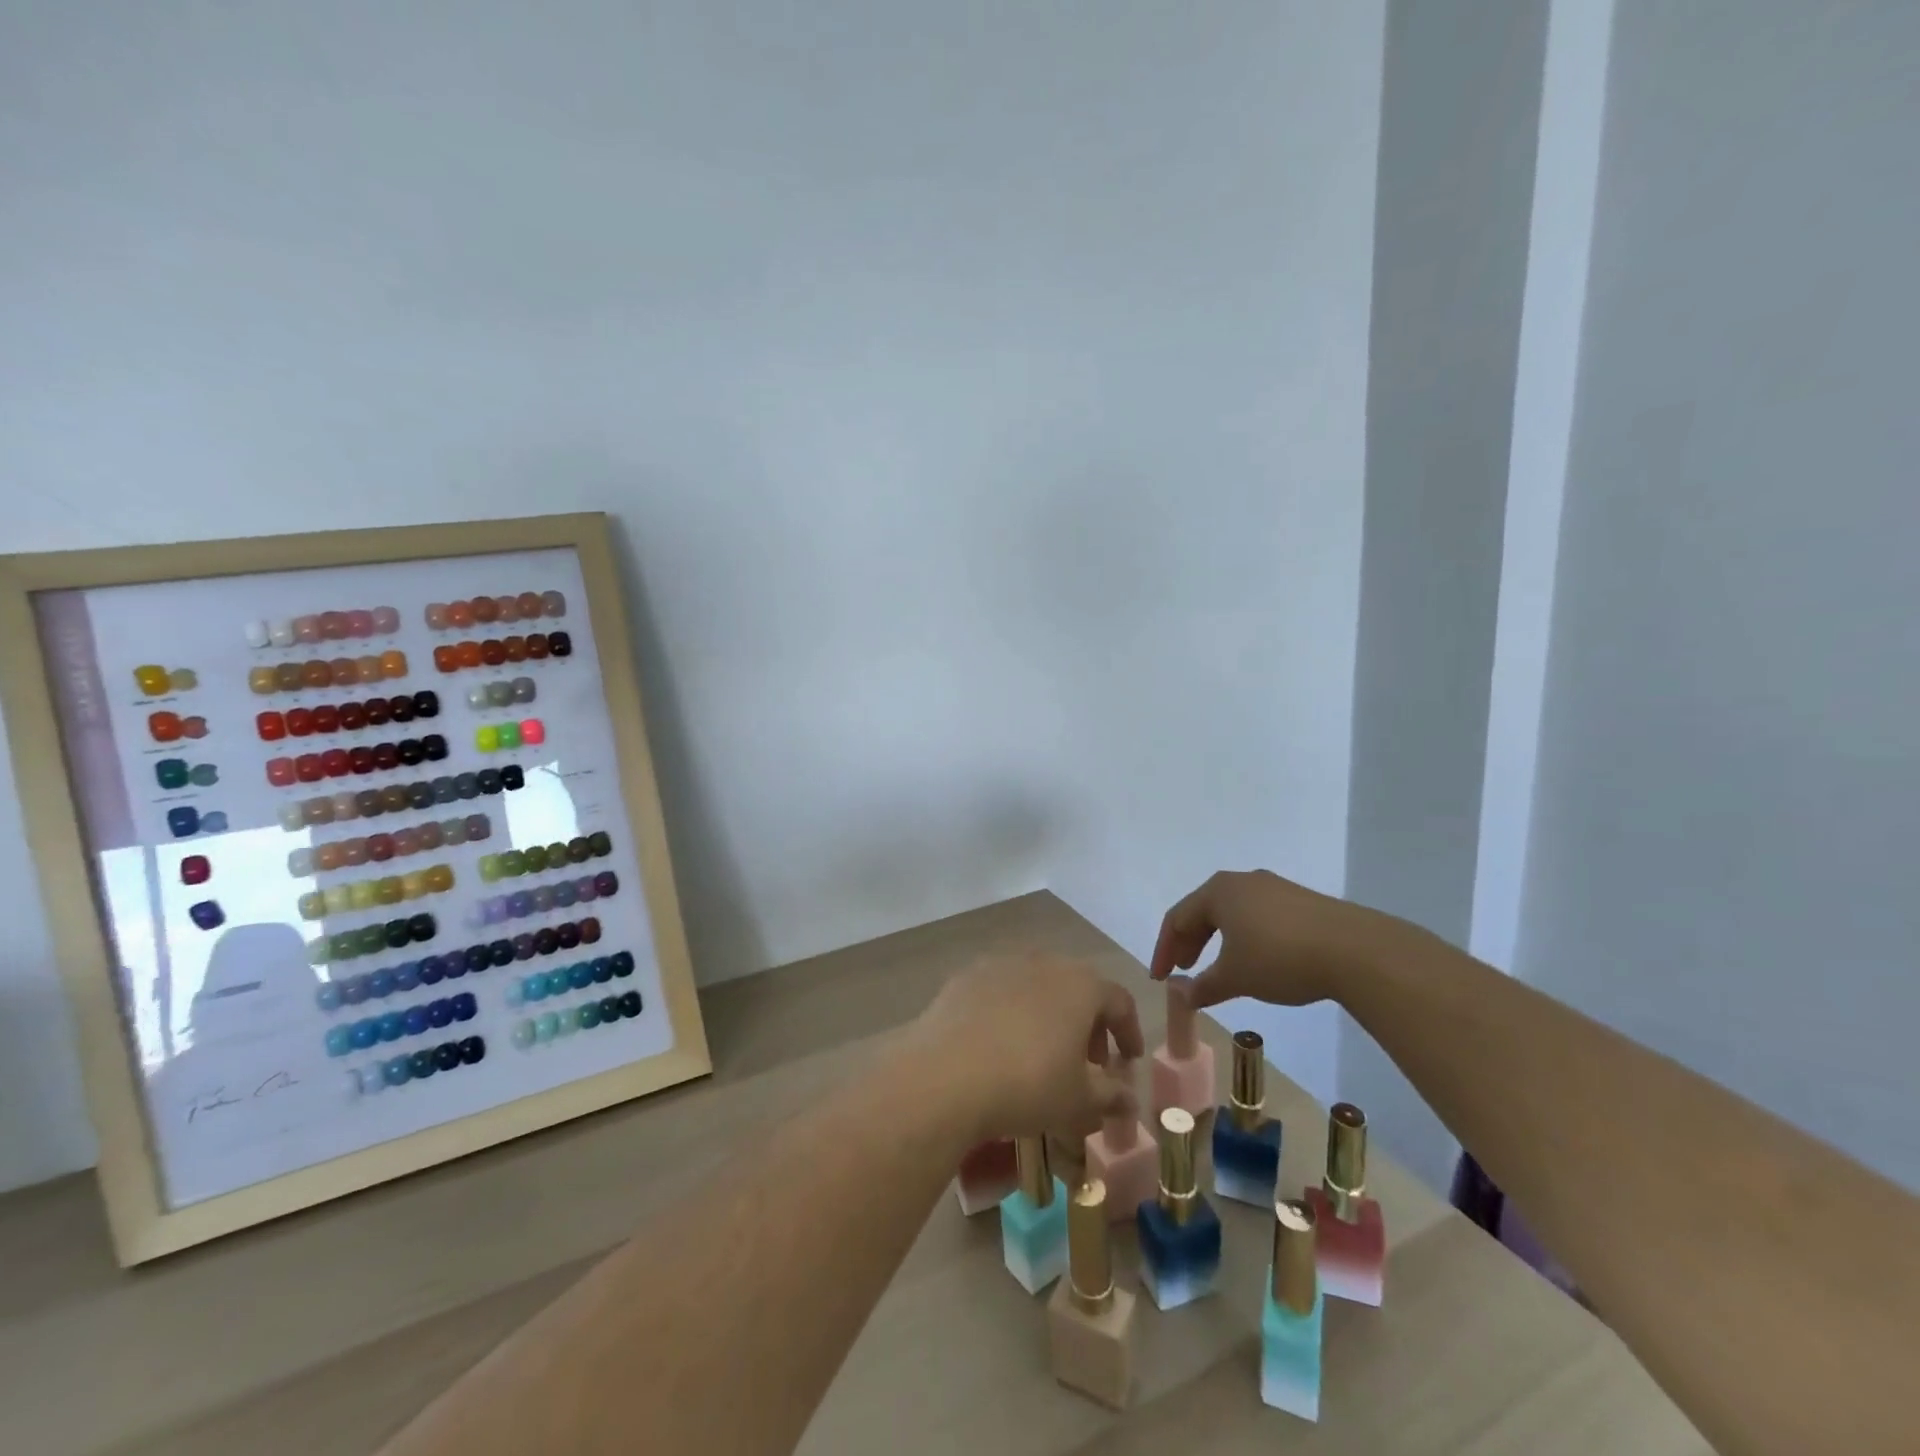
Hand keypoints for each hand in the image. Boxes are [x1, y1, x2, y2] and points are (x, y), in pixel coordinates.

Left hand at [909, 952, 1143, 1142]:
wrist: (946, 1074)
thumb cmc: (1028, 1084)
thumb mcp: (1078, 1101)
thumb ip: (1110, 1096)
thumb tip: (1129, 1099)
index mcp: (1081, 986)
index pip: (1119, 1001)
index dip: (1128, 1031)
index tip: (1127, 1060)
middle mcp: (1044, 963)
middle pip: (1077, 987)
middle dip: (1088, 1023)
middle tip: (1087, 1061)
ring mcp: (1002, 964)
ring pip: (1038, 985)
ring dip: (1049, 1014)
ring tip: (1042, 1052)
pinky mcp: (966, 976)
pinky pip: (1001, 990)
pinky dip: (1010, 1012)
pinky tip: (1000, 1043)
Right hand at [1149, 869, 1394, 1010]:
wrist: (1355, 950)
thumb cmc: (1279, 958)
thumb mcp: (1234, 977)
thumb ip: (1202, 987)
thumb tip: (1181, 996)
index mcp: (1217, 891)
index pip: (1176, 918)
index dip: (1164, 950)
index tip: (1161, 979)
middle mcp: (1242, 881)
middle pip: (1203, 911)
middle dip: (1190, 943)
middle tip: (1186, 972)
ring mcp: (1274, 887)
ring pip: (1232, 913)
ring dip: (1217, 940)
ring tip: (1219, 968)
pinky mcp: (1300, 901)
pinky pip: (1258, 916)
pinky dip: (1245, 937)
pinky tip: (1256, 960)